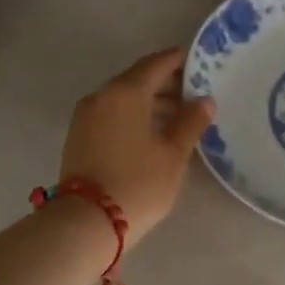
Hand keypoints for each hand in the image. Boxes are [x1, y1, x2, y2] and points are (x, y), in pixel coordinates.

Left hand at [60, 48, 215, 245]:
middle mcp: (102, 95)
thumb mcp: (173, 154)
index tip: (200, 63)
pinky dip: (133, 114)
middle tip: (195, 94)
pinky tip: (153, 131)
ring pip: (123, 97)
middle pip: (138, 79)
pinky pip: (112, 113)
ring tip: (179, 117)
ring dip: (150, 101)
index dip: (179, 61)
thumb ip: (191, 122)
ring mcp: (86, 116)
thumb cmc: (138, 184)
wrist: (86, 222)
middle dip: (167, 83)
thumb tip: (205, 100)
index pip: (156, 64)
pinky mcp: (79, 136)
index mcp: (126, 92)